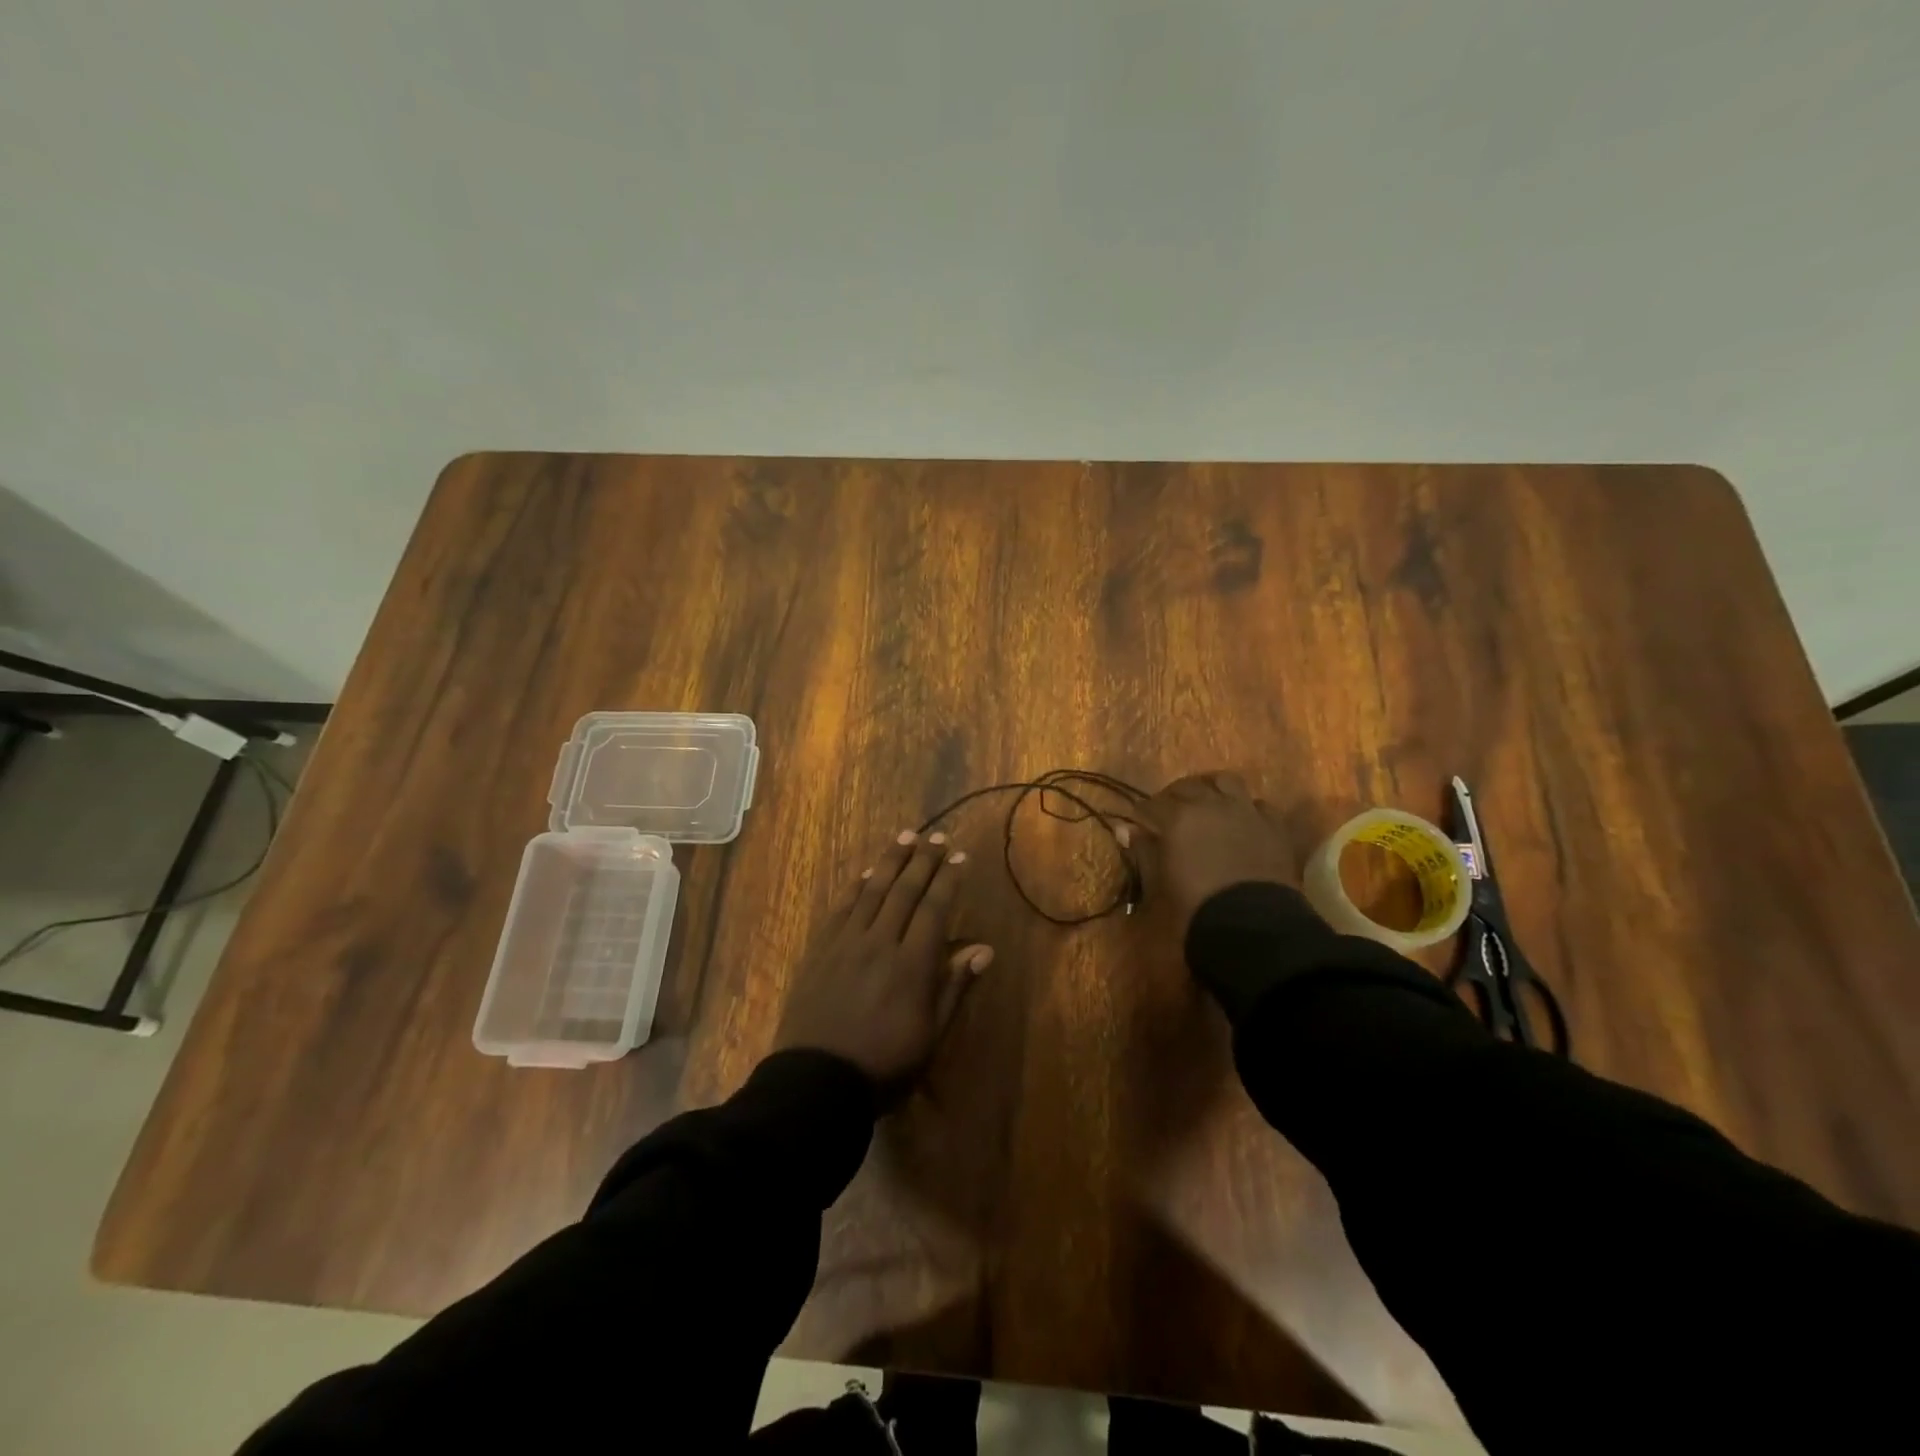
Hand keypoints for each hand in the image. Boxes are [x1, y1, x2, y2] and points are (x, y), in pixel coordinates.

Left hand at [775, 829, 993, 1093]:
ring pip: (873, 890)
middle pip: (905, 891)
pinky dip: (857, 886)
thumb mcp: (931, 1036)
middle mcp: (880, 943)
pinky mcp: (821, 949)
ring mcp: (846, 943)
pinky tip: (867, 873)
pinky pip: (842, 907)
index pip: (934, 909)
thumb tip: (983, 949)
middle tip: (937, 836)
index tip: (959, 856)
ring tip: (906, 836)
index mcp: (912, 965)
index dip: (948, 879)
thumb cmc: (884, 1066)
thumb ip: (954, 987)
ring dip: (891, 861)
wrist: (815, 1083)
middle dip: (923, 860)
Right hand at [1131, 771, 1297, 937]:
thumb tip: (1125, 830)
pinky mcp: (1273, 825)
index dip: (1142, 814)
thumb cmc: (1195, 908)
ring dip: (1212, 788)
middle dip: (1173, 797)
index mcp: (1177, 818)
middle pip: (1186, 787)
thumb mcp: (1158, 883)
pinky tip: (1242, 821)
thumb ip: (1143, 852)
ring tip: (1207, 802)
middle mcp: (1210, 804)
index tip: (1138, 823)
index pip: (1151, 805)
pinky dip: (1246, 808)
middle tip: (1168, 812)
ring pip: (1225, 781)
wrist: (1253, 926)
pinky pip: (1258, 804)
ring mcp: (1245, 811)